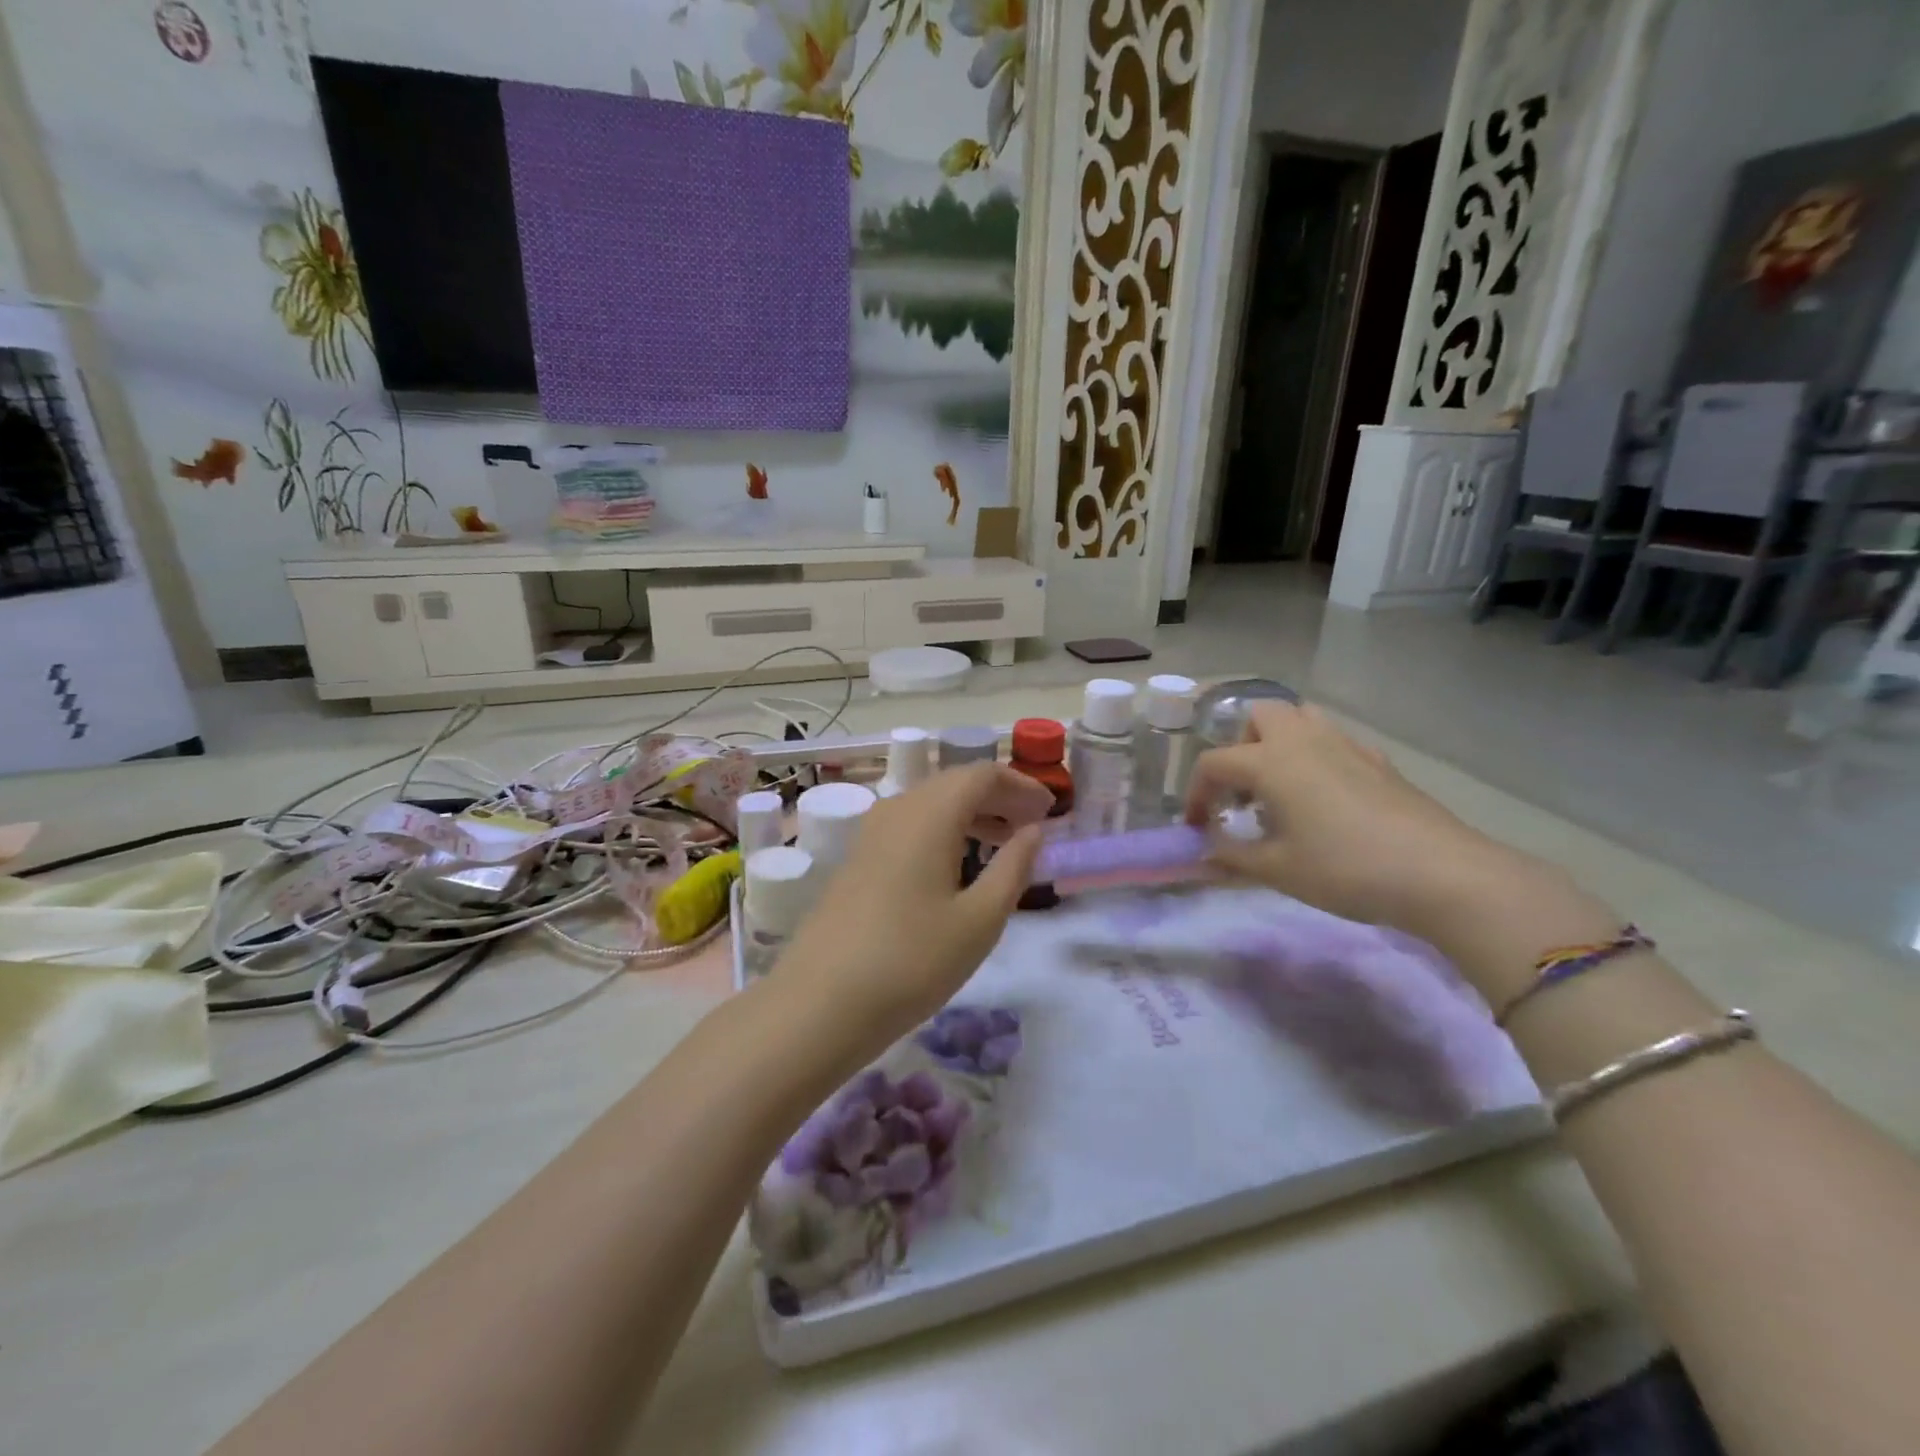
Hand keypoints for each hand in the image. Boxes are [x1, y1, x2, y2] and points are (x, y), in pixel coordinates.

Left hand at [773, 763, 1051, 1052]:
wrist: (820, 1003)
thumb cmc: (912, 961)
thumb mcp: (980, 920)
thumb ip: (1013, 867)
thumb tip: (1033, 830)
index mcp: (930, 813)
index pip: (983, 774)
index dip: (1021, 785)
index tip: (1050, 811)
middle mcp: (897, 809)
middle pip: (954, 783)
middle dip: (998, 797)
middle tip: (1033, 826)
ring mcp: (871, 833)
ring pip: (930, 804)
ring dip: (971, 814)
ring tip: (1003, 844)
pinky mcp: (857, 858)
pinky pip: (910, 825)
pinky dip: (943, 831)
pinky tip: (957, 866)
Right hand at [1184, 702, 1523, 936]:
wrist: (1440, 874)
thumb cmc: (1344, 868)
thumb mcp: (1277, 869)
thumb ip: (1232, 856)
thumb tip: (1205, 850)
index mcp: (1271, 761)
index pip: (1214, 763)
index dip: (1196, 794)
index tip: (1198, 827)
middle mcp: (1304, 741)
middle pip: (1259, 716)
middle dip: (1240, 747)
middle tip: (1242, 792)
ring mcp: (1347, 746)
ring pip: (1301, 718)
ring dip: (1279, 743)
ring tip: (1280, 789)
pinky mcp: (1379, 762)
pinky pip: (1335, 742)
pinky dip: (1316, 758)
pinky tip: (1325, 800)